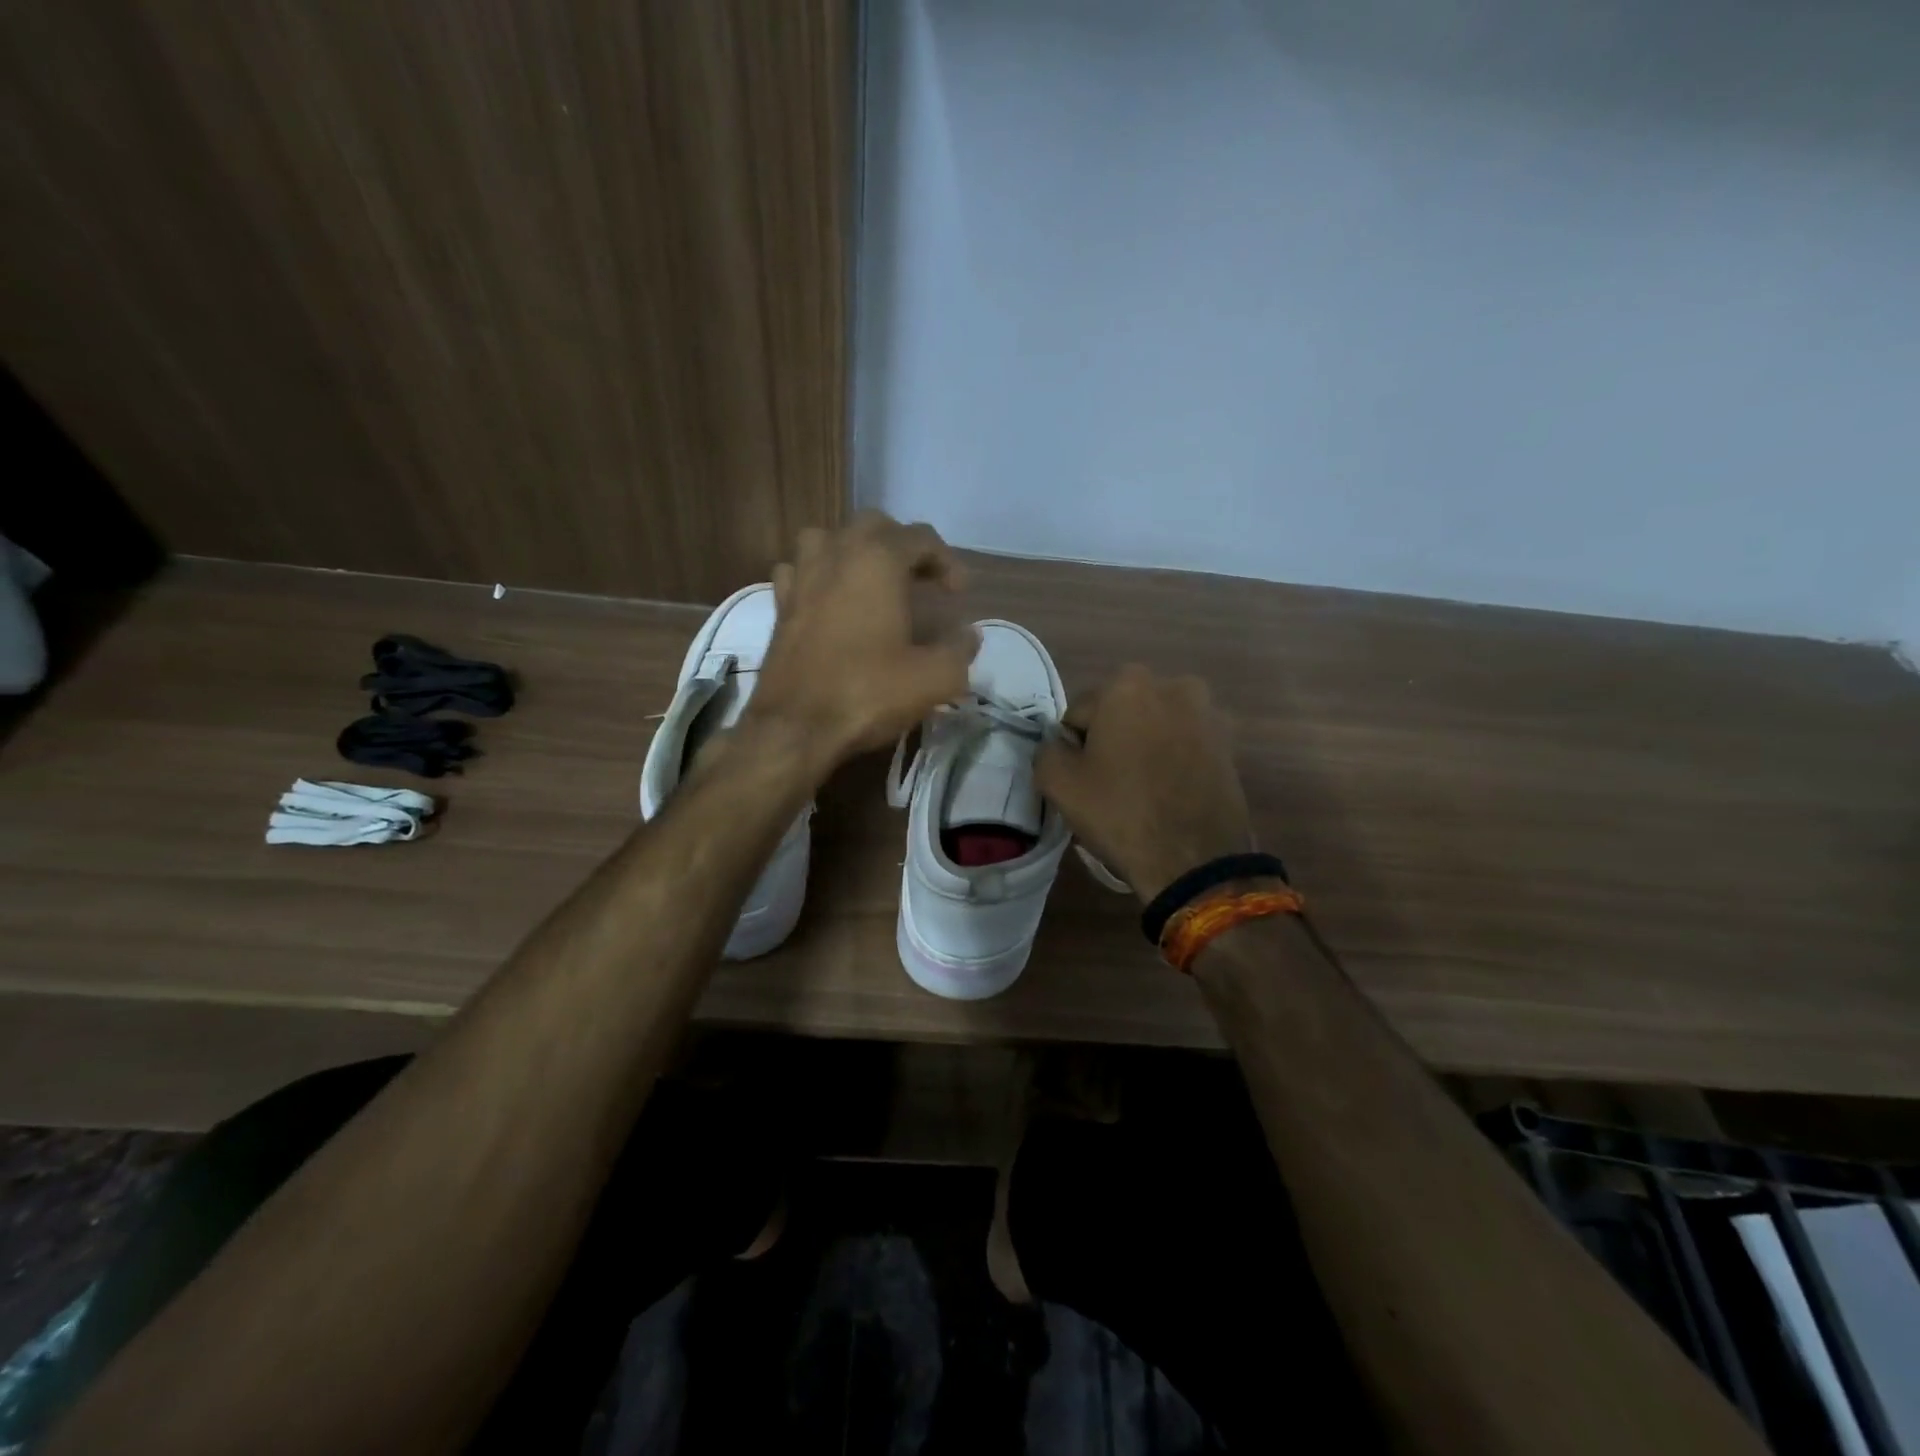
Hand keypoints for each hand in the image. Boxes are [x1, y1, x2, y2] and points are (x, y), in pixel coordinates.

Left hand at [750, 512, 978, 763]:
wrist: (795, 726)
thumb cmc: (868, 692)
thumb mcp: (934, 677)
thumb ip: (960, 650)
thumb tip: (969, 635)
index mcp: (877, 559)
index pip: (921, 538)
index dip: (948, 562)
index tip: (959, 594)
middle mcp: (836, 553)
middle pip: (874, 526)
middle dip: (903, 547)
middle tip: (921, 581)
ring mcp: (801, 575)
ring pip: (829, 538)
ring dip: (856, 551)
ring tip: (874, 582)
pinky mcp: (779, 604)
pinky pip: (800, 569)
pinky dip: (820, 575)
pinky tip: (830, 600)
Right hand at [1036, 665, 1256, 902]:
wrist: (1196, 860)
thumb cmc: (1121, 813)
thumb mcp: (1058, 783)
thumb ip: (1047, 749)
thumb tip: (1060, 745)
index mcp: (1128, 684)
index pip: (1078, 715)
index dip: (1075, 750)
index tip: (1084, 780)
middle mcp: (1173, 685)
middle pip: (1119, 714)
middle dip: (1111, 741)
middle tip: (1109, 786)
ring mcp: (1207, 713)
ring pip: (1153, 728)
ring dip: (1143, 748)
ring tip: (1142, 792)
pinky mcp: (1228, 743)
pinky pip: (1182, 744)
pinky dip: (1171, 760)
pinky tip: (1168, 793)